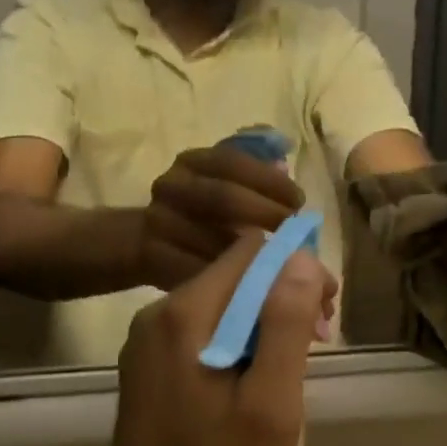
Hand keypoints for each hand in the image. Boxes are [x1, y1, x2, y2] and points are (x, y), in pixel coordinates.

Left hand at [100, 232, 334, 445]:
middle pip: (235, 273)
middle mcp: (158, 313)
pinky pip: (203, 328)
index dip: (297, 267)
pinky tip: (258, 377)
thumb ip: (284, 324)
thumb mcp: (269, 404)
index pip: (251, 250)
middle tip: (320, 337)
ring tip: (295, 362)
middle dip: (284, 293)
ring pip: (222, 301)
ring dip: (264, 319)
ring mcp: (148, 341)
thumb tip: (299, 257)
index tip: (326, 309)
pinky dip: (238, 338)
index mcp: (185, 313)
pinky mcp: (148, 366)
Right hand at [137, 147, 305, 290]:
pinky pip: (193, 269)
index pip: (235, 162)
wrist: (148, 239)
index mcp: (194, 161)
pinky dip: (225, 279)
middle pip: (223, 197)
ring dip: (249, 253)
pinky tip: (249, 284)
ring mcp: (157, 220)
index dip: (271, 182)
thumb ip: (258, 176)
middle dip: (265, 215)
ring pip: (210, 238)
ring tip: (279, 261)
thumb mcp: (227, 183)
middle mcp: (171, 185)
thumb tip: (286, 169)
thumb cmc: (204, 211)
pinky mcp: (150, 254)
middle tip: (293, 234)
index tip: (299, 203)